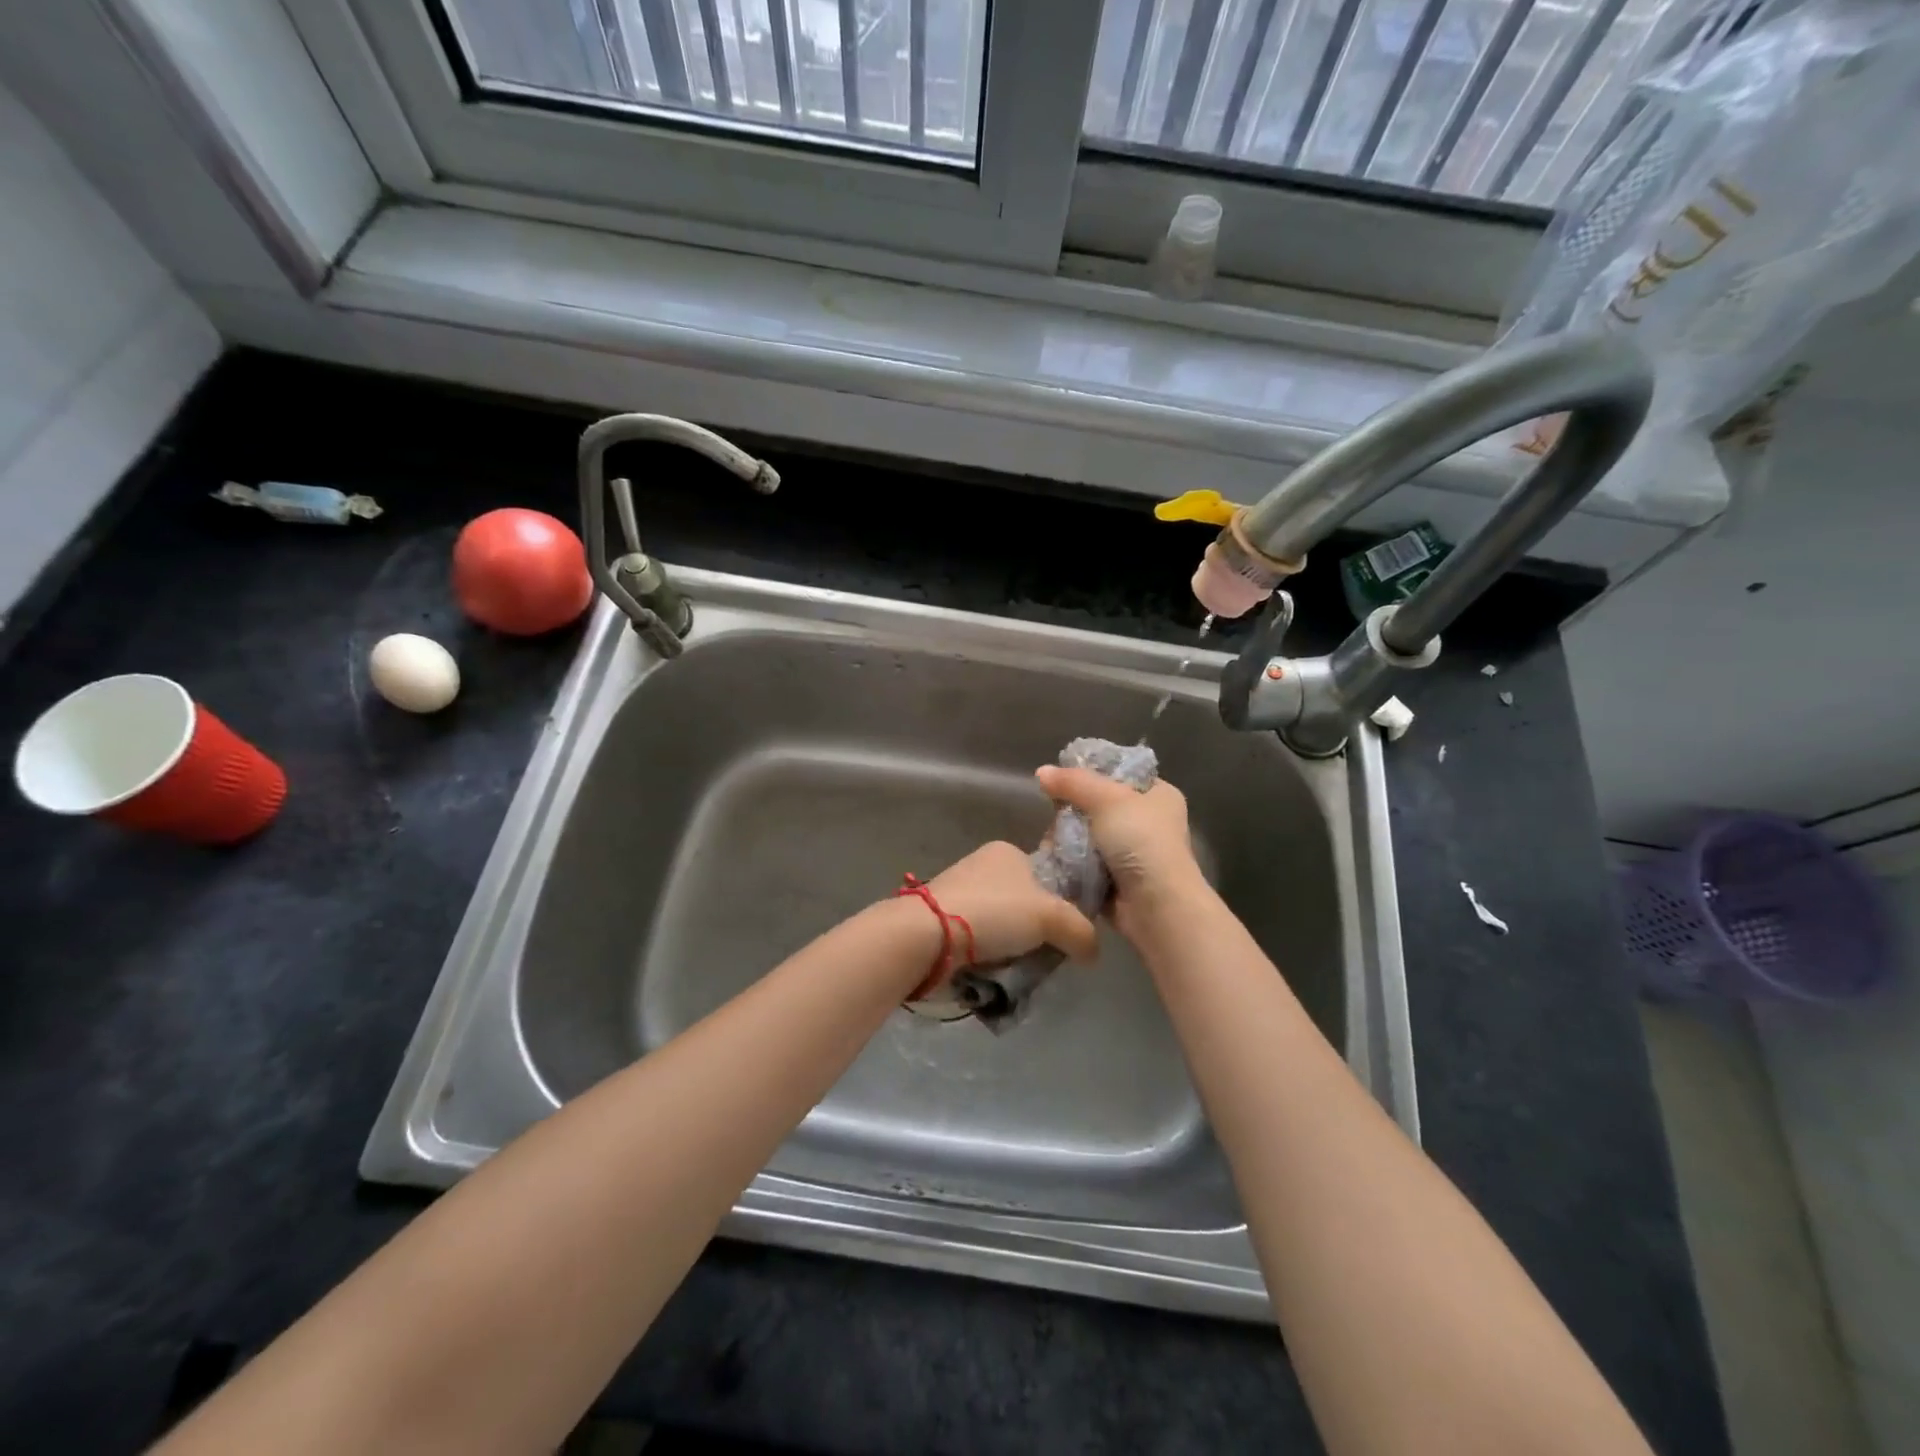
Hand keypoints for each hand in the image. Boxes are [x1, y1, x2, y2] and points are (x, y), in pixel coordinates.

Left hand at [923, 841, 1099, 972]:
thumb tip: (1093, 953)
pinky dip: (987, 953)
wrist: (928, 934)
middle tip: (1043, 955)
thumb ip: (1081, 931)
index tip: (1065, 933)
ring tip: (1017, 969)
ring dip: (1011, 945)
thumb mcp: (1051, 917)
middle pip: (1024, 902)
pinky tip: (991, 970)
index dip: (1060, 904)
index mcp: (1007, 851)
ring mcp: (959, 890)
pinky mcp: (941, 918)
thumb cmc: (994, 912)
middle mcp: (982, 864)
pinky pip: (977, 937)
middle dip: (1035, 930)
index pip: (1046, 876)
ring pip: (1001, 923)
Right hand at [1033, 767, 1205, 936]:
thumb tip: (1041, 772)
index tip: (1062, 779)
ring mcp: (1133, 853)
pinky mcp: (1118, 881)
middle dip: (1073, 812)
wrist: (1157, 906)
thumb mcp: (1107, 799)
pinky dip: (1072, 863)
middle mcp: (1149, 822)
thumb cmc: (1141, 842)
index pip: (1120, 773)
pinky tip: (1056, 859)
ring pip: (1089, 836)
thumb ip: (1073, 782)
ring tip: (1051, 840)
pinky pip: (1086, 864)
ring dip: (1069, 839)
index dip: (1091, 772)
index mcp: (1158, 795)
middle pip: (1099, 806)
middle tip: (1054, 814)